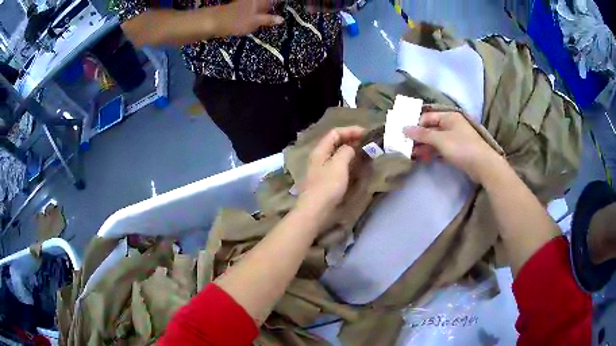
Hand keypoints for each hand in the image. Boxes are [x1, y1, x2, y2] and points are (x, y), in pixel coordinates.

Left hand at [210, 0, 283, 37]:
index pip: (273, 1)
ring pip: (258, 7)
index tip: (284, 12)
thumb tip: (282, 19)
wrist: (213, 22)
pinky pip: (251, 11)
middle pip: (266, 3)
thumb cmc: (236, 21)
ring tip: (268, 22)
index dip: (279, 4)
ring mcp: (244, 4)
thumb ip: (269, 20)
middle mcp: (252, 0)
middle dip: (271, 8)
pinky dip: (254, 15)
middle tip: (278, 19)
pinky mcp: (238, 9)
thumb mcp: (255, 22)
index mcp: (259, 0)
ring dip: (263, 13)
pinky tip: (255, 22)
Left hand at [297, 126, 364, 214]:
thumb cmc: (327, 186)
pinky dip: (349, 162)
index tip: (366, 133)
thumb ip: (346, 151)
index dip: (350, 130)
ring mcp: (322, 169)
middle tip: (368, 143)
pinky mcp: (326, 181)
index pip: (335, 133)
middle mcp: (320, 157)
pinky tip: (357, 166)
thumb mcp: (338, 165)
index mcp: (320, 150)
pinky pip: (339, 166)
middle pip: (336, 143)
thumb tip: (351, 148)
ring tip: (366, 153)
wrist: (315, 211)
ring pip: (338, 155)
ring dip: (351, 151)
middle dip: (352, 140)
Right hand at [404, 111, 501, 181]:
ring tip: (412, 156)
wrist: (483, 165)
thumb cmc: (462, 147)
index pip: (427, 117)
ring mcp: (455, 138)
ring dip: (424, 147)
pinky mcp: (457, 150)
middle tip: (406, 147)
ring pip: (435, 140)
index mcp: (449, 117)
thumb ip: (422, 134)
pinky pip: (441, 149)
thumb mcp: (440, 139)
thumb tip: (404, 128)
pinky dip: (433, 153)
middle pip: (431, 129)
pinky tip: (424, 159)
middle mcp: (452, 125)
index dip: (416, 125)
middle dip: (418, 138)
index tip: (404, 135)